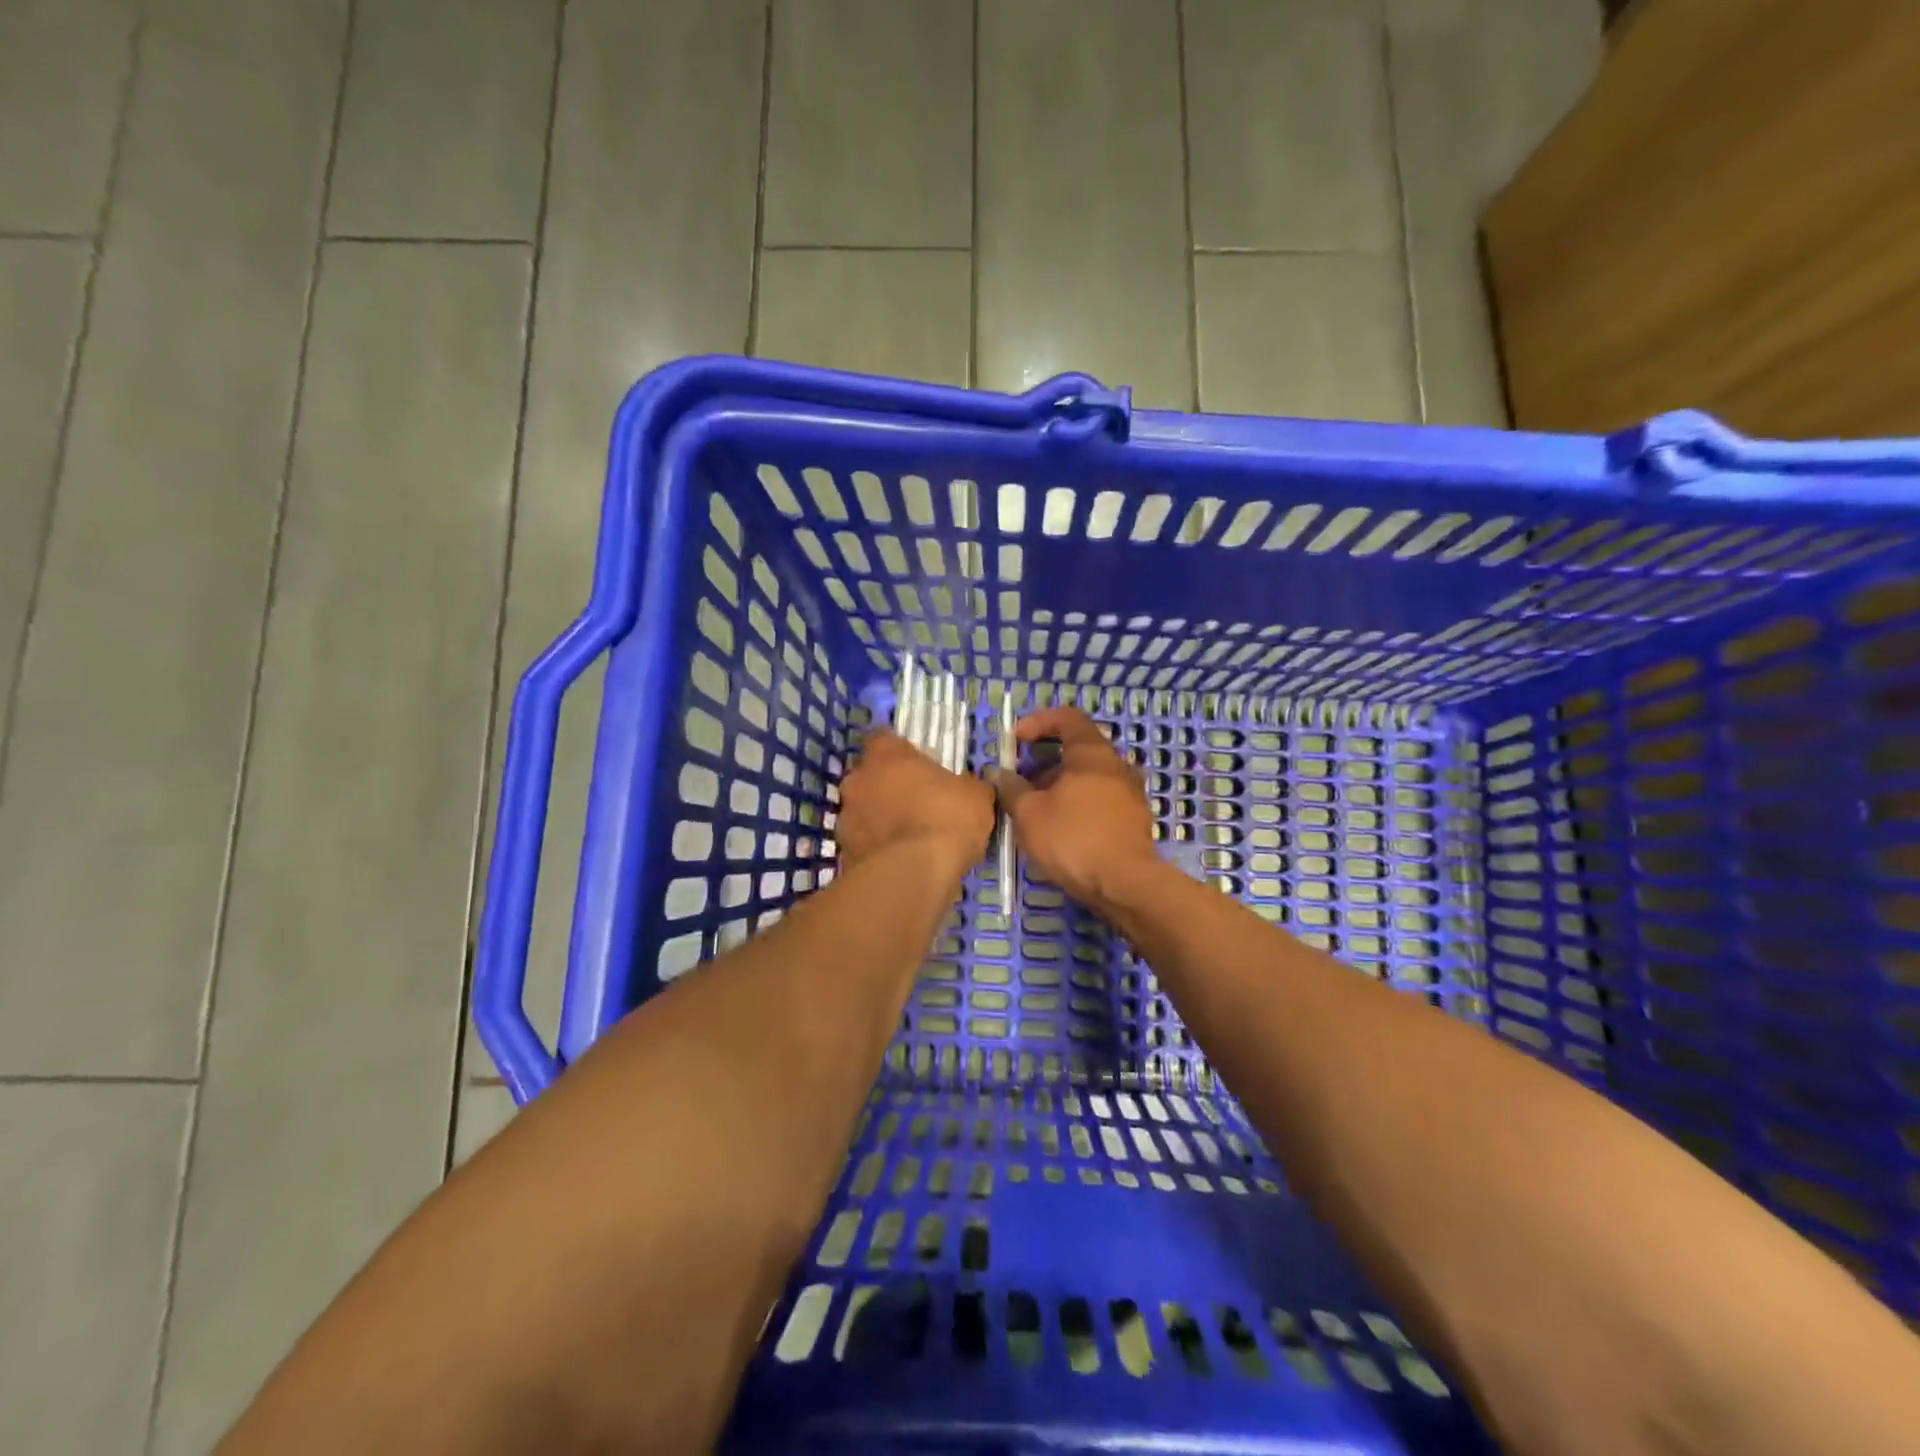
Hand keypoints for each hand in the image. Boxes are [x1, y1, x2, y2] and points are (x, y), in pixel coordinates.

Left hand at [836, 729, 994, 876]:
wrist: (913, 874)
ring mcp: (845, 817)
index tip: (916, 766)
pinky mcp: (844, 852)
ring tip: (908, 838)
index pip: (884, 739)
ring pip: (862, 811)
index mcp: (887, 755)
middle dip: (887, 787)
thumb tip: (968, 787)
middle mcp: (858, 779)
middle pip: (869, 776)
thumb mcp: (976, 797)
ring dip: (879, 819)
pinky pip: (862, 843)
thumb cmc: (947, 819)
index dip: (899, 752)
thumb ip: (967, 786)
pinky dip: (877, 849)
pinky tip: (900, 862)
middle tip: (915, 803)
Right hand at [992, 706, 1158, 910]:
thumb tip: (1000, 774)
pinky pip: (1101, 799)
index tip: (1016, 741)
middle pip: (1079, 749)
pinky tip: (1062, 829)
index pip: (1067, 718)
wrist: (1125, 885)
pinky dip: (1079, 803)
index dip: (1038, 722)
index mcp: (1093, 753)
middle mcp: (1117, 765)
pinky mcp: (1134, 820)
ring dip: (1061, 785)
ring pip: (1090, 777)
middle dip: (1046, 761)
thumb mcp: (1029, 814)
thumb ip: (1012, 788)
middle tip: (1023, 782)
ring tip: (1038, 809)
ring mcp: (1131, 793)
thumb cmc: (1073, 839)